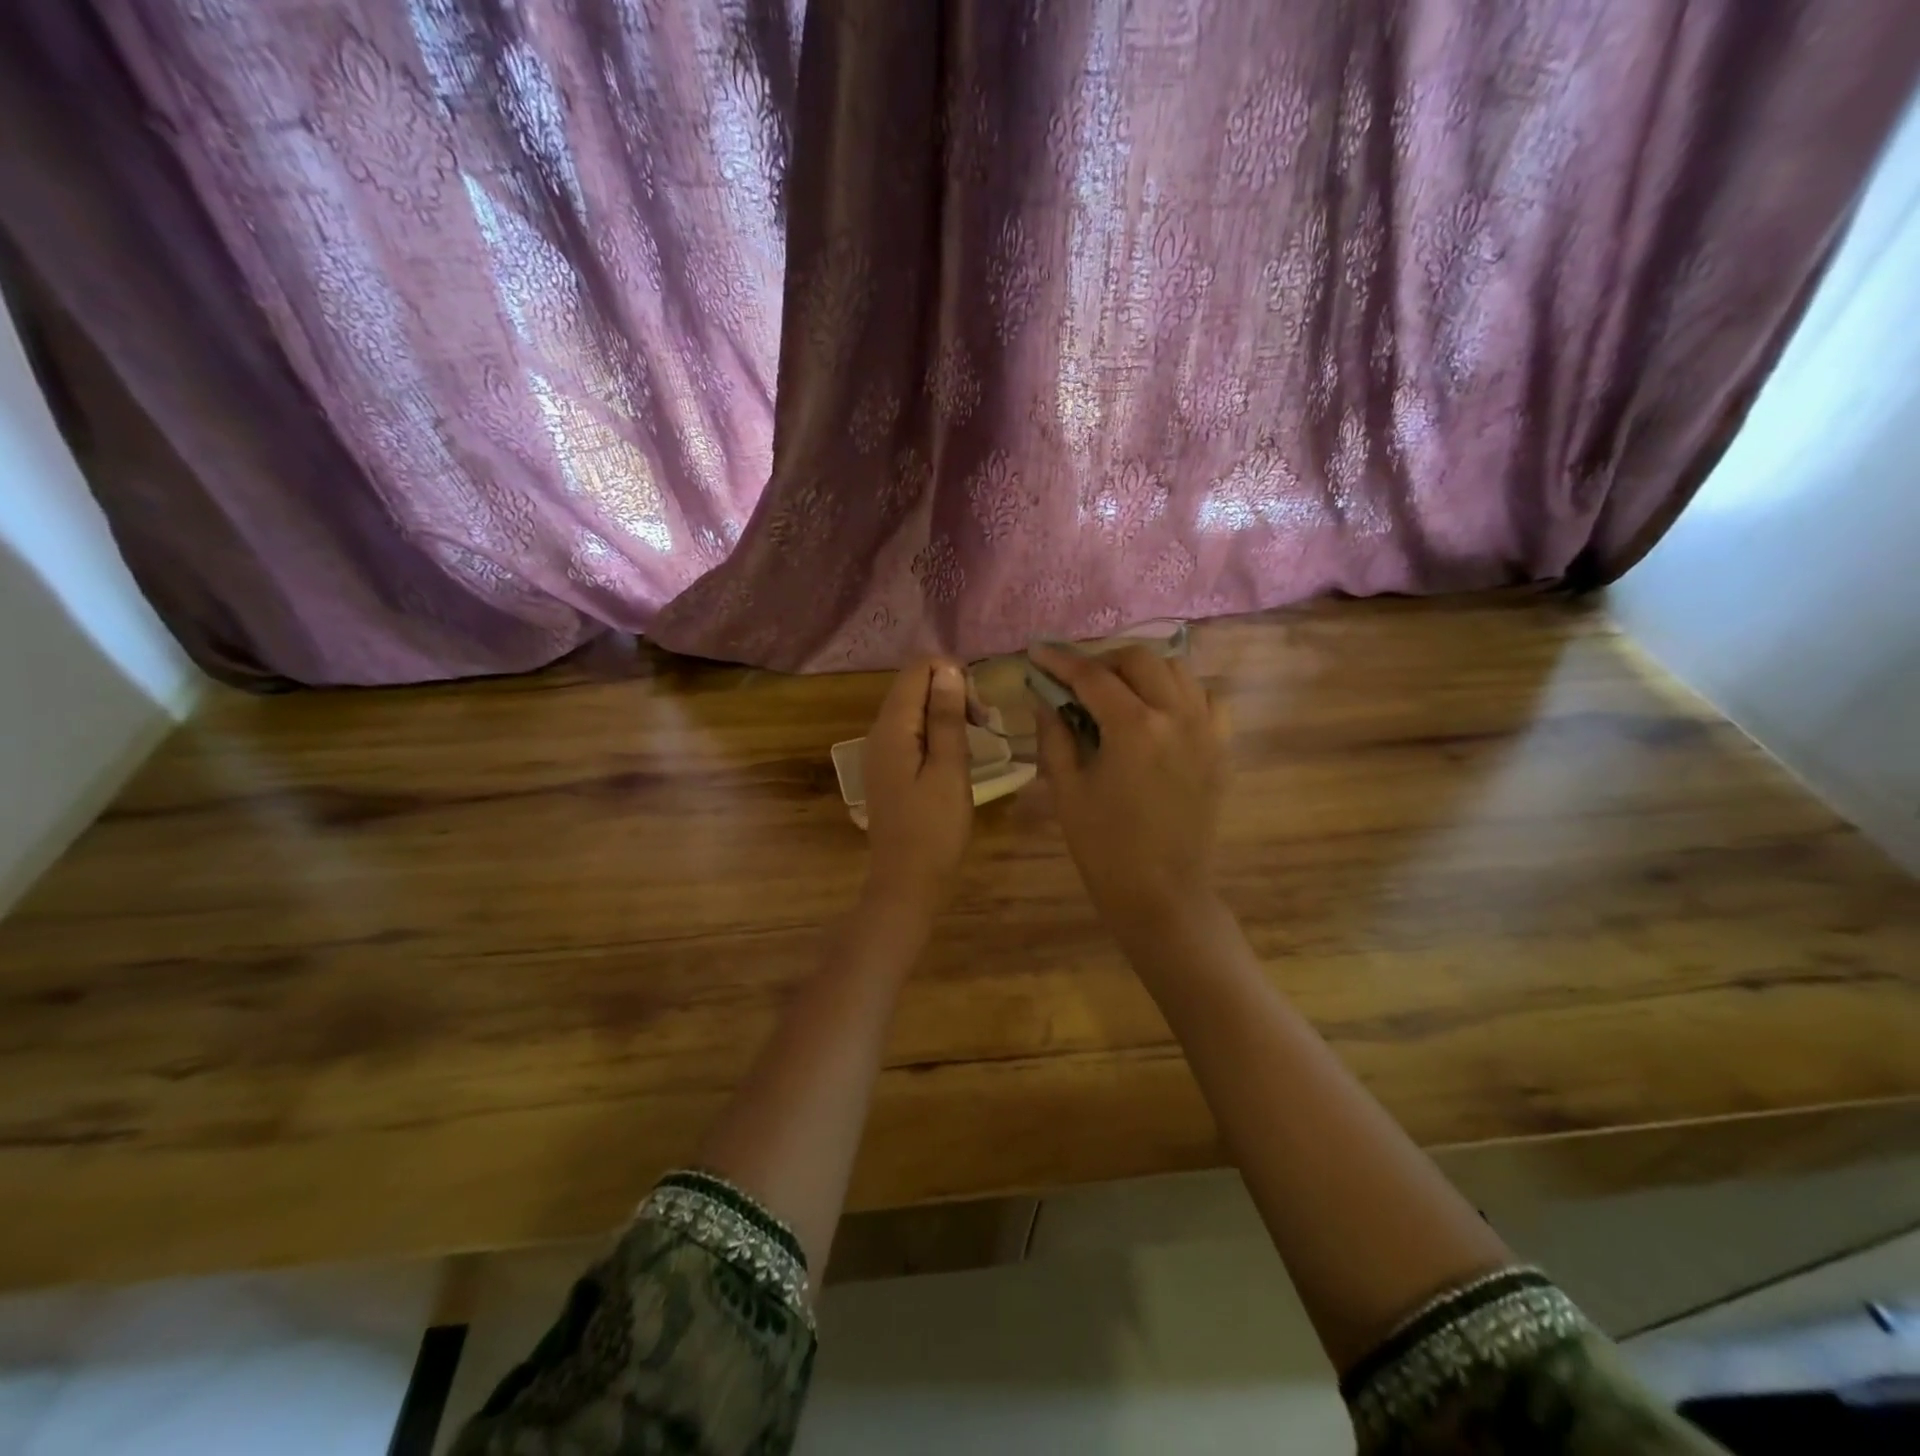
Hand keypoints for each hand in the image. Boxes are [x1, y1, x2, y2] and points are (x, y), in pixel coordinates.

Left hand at [861, 657, 973, 915]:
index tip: (979, 707)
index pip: (918, 668)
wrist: (907, 882)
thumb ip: (946, 717)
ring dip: (947, 712)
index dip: (953, 673)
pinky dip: (936, 731)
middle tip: (983, 723)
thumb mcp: (949, 769)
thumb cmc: (935, 829)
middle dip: (952, 691)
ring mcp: (881, 751)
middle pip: (914, 685)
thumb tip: (948, 669)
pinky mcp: (888, 768)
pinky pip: (912, 731)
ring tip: (976, 737)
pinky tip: (956, 755)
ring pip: (914, 708)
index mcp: (892, 727)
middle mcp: (879, 731)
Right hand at [1029, 642, 1228, 931]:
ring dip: (1143, 671)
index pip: (1093, 676)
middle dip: (1103, 661)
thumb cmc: (1105, 847)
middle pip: (1140, 659)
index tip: (1038, 651)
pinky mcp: (1222, 748)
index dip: (1060, 661)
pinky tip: (1160, 712)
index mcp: (1135, 728)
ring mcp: (1207, 730)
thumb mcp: (1067, 789)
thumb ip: (1054, 734)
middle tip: (1078, 681)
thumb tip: (1043, 696)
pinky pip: (1207, 699)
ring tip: (1118, 692)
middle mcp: (1178, 716)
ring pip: (1178, 671)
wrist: (1162, 893)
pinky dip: (1181, 693)